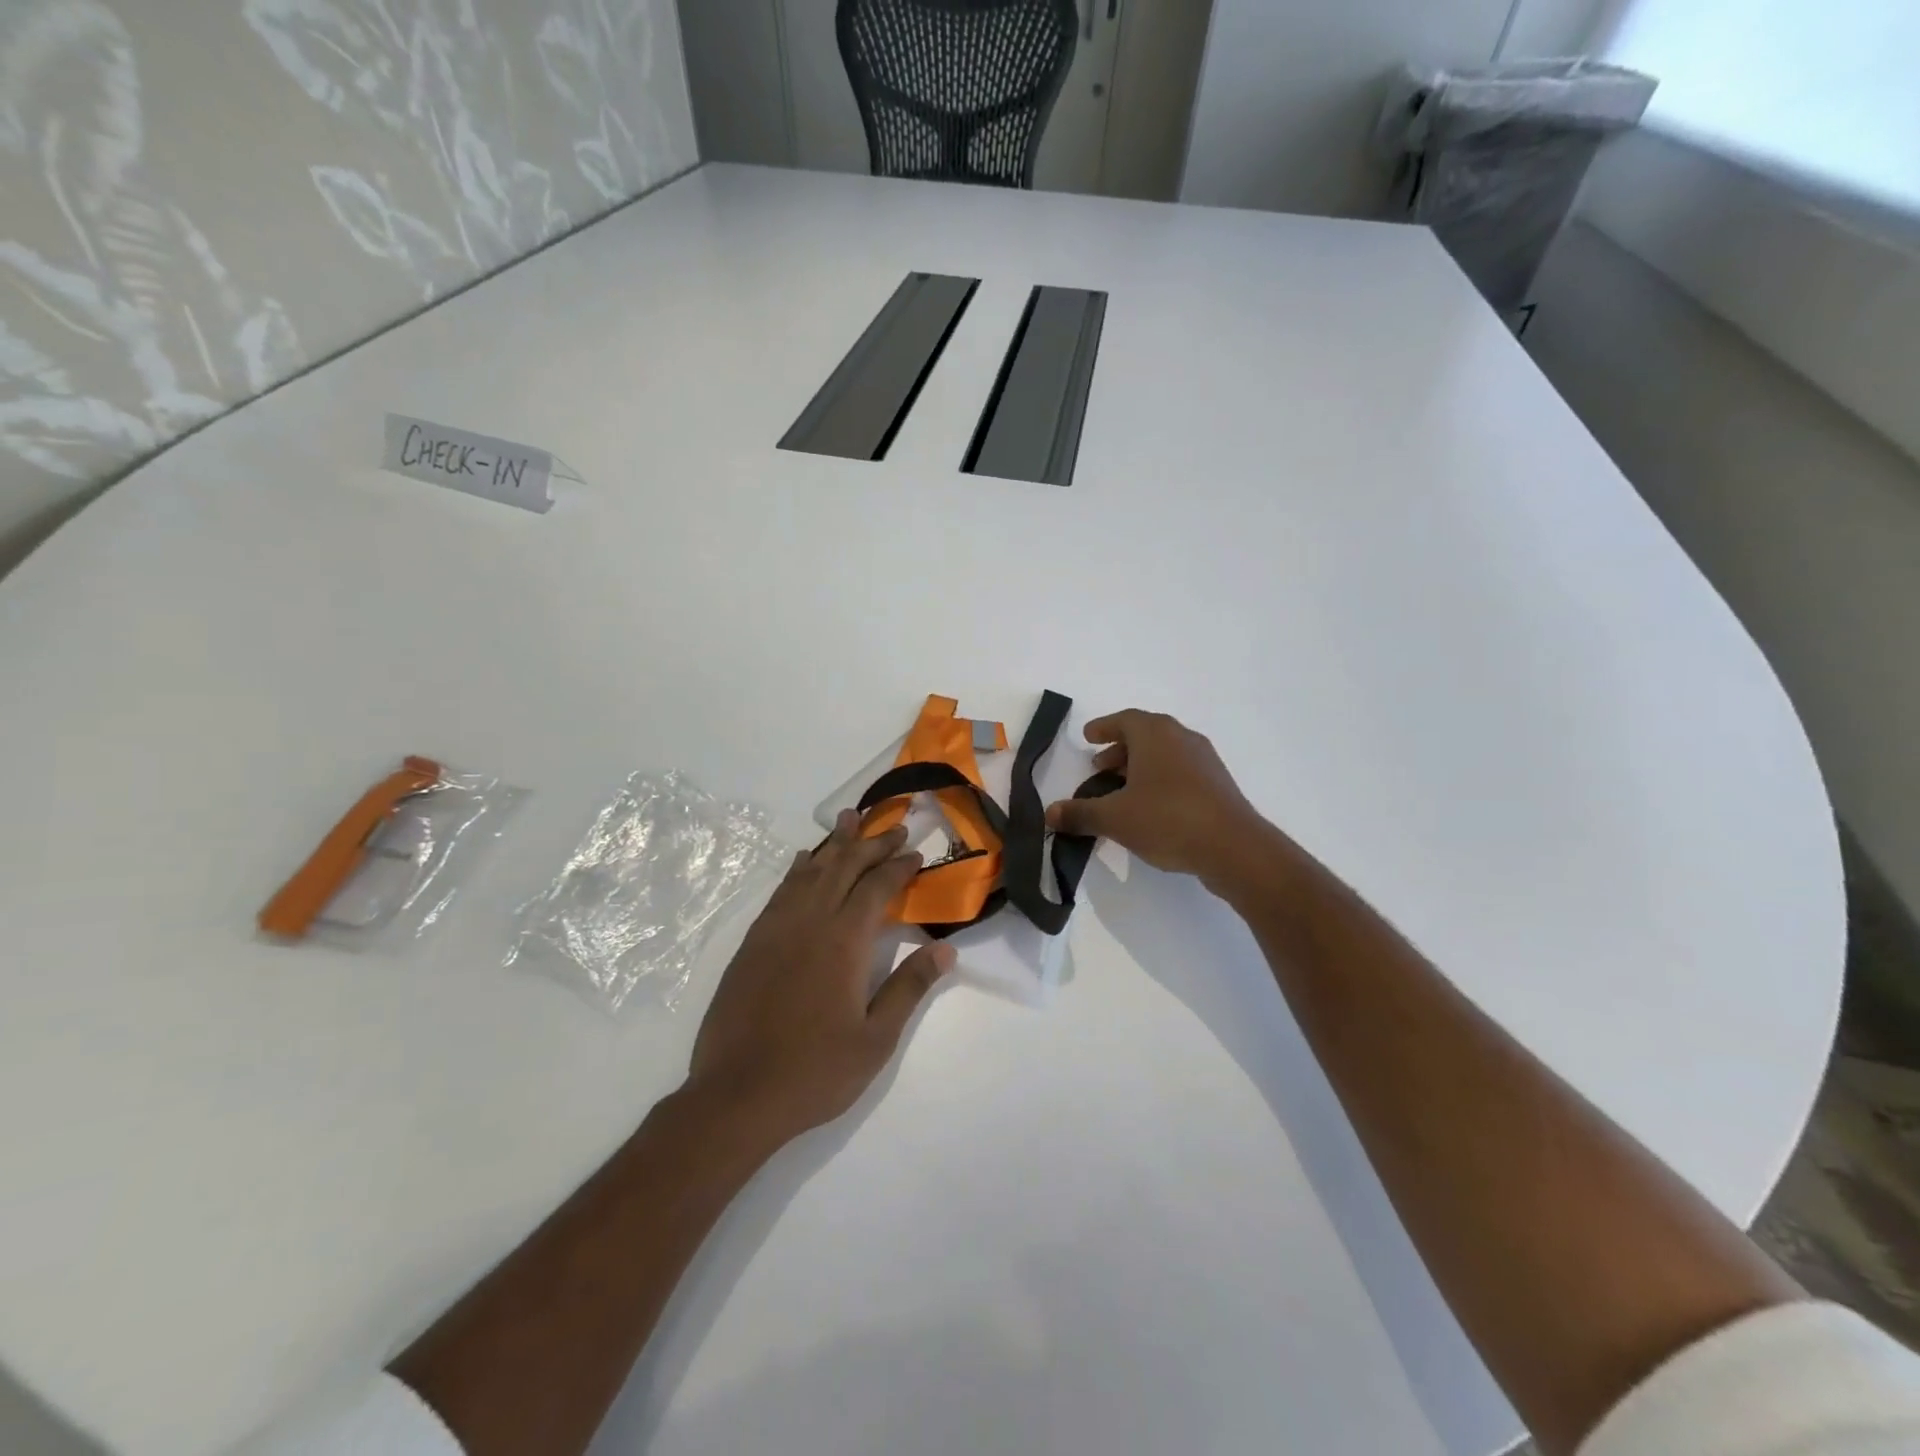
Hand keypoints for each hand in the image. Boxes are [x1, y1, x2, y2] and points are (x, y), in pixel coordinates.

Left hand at [685, 810, 954, 1148]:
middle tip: (893, 827)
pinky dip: (798, 869)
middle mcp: (810, 922)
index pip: (877, 887)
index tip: (916, 853)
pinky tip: (805, 861)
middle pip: (844, 867)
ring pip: (810, 871)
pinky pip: (781, 890)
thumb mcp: (876, 1039)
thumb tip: (946, 950)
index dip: (898, 866)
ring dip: (834, 844)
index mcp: (844, 941)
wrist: (736, 1095)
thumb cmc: (815, 1071)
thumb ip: (909, 988)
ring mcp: (776, 929)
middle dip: (871, 844)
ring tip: (849, 819)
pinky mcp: (752, 942)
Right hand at [1045, 710, 1271, 885]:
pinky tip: (1149, 809)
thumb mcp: (1114, 818)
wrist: (1234, 847)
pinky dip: (1159, 781)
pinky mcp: (1218, 785)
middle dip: (1119, 750)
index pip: (1124, 720)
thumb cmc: (1167, 819)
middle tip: (1098, 768)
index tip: (1088, 737)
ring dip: (1139, 767)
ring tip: (1120, 792)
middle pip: (1145, 735)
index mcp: (1156, 734)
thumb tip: (1049, 814)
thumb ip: (1080, 813)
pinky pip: (1180, 772)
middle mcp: (1182, 738)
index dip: (1103, 727)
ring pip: (1164, 755)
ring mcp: (1204, 761)